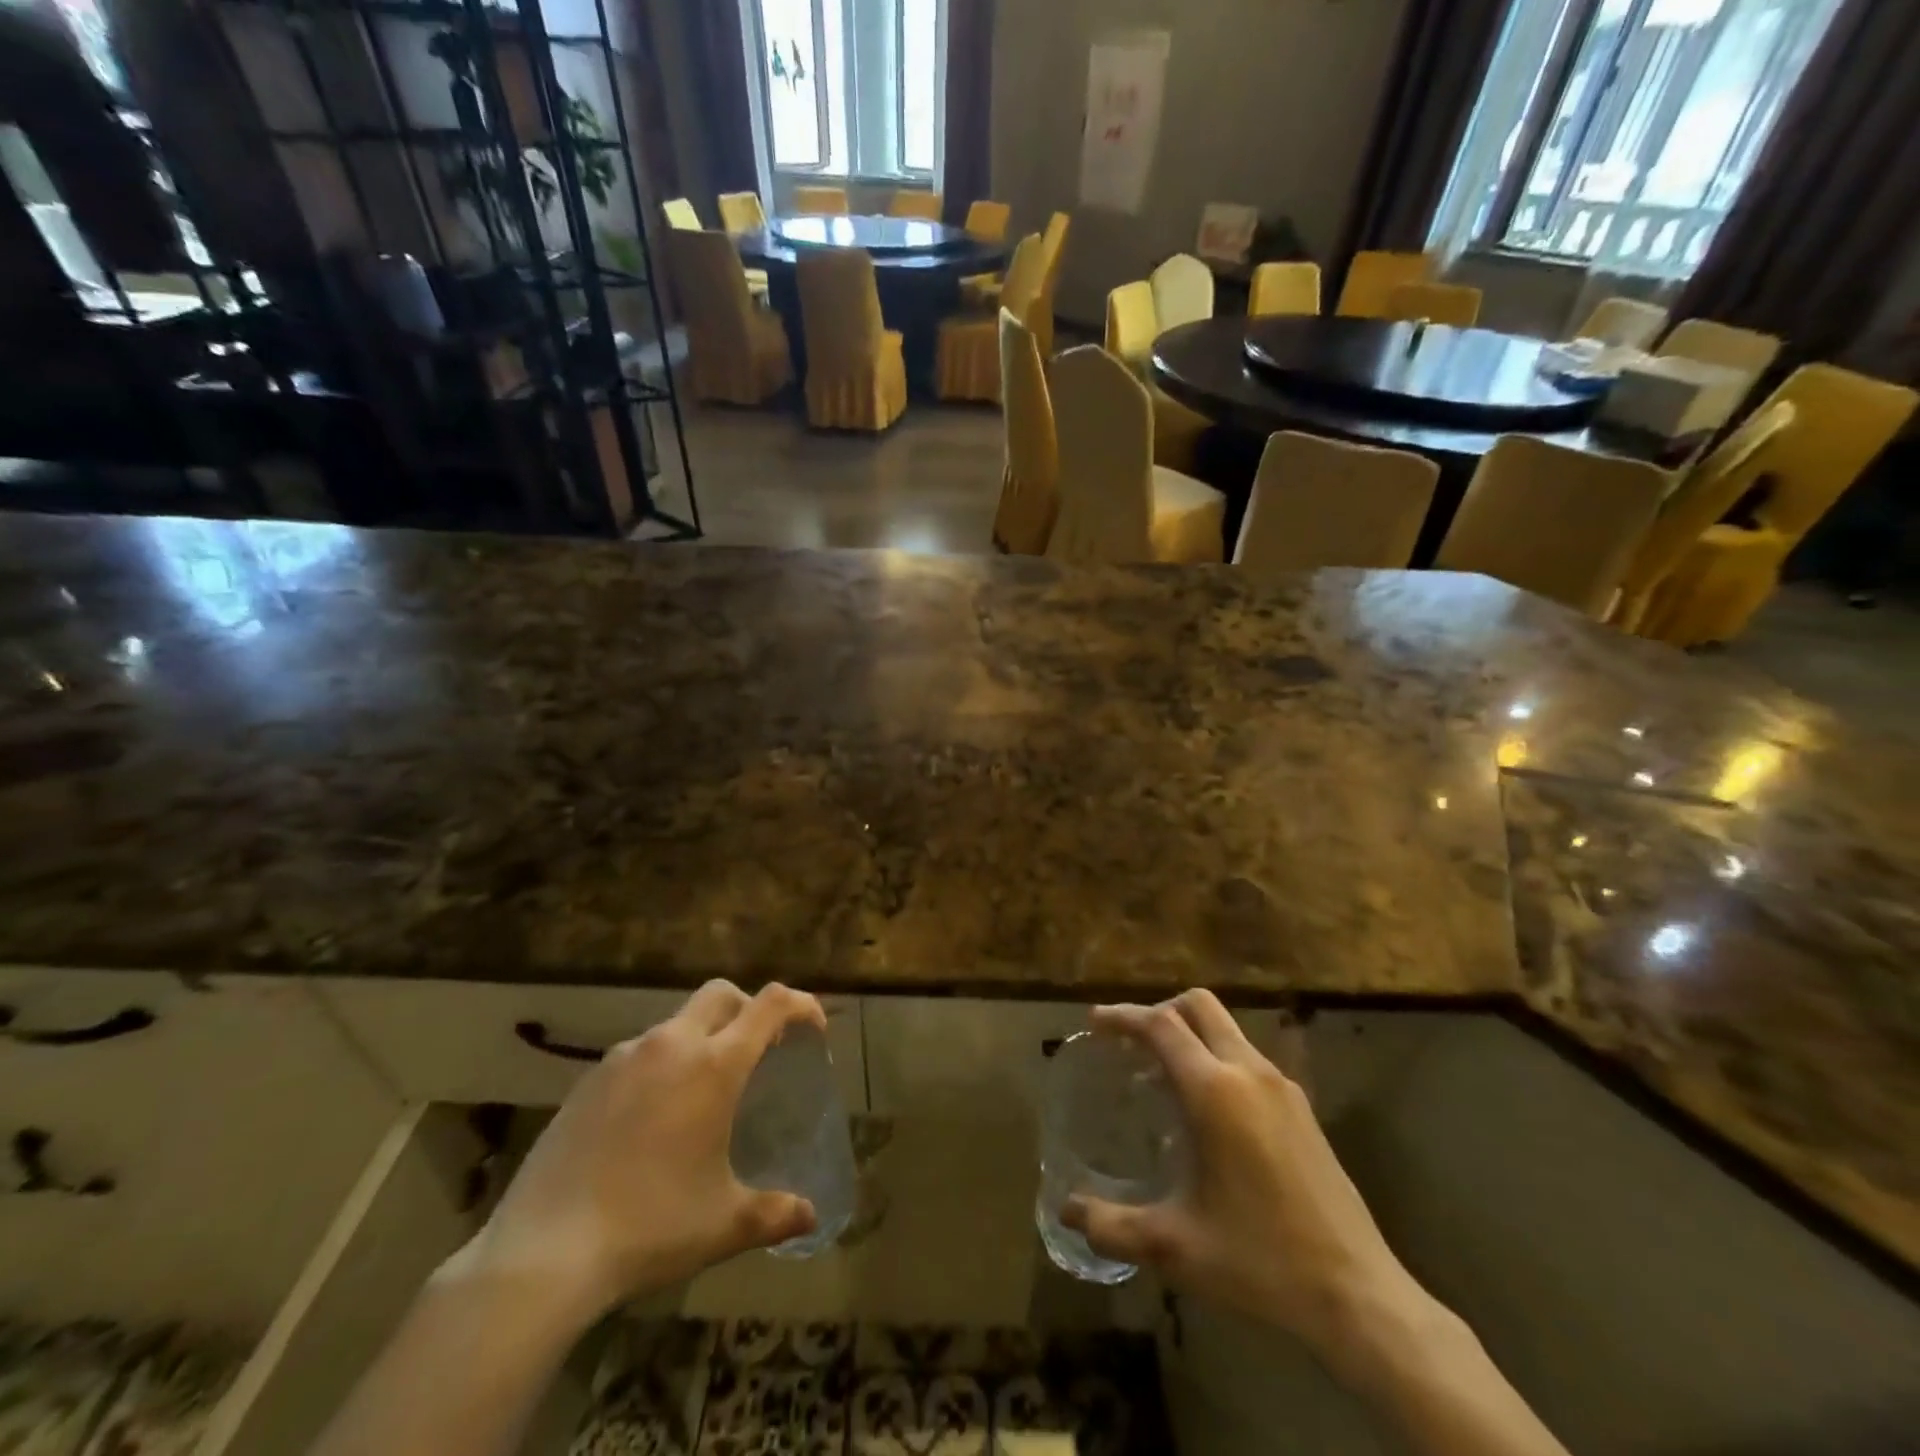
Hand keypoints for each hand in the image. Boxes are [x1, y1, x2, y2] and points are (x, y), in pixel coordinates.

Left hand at [454, 981, 823, 1332]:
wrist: (542, 1255)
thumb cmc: (650, 1227)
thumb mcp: (724, 1224)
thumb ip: (775, 1213)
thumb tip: (810, 1216)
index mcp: (714, 1065)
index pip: (769, 1004)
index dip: (800, 1004)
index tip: (813, 1028)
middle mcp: (671, 1045)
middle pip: (721, 994)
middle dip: (748, 1009)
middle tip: (759, 1050)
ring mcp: (623, 1058)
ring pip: (676, 1022)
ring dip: (702, 1038)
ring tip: (703, 1091)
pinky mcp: (588, 1080)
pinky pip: (639, 1053)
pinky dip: (661, 1064)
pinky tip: (652, 1117)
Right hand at [1062, 990, 1430, 1384]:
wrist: (1360, 1296)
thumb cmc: (1260, 1263)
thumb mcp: (1175, 1248)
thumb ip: (1112, 1226)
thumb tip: (1068, 1211)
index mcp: (1216, 1091)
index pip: (1160, 1025)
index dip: (1123, 1016)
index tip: (1094, 1022)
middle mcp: (1249, 1073)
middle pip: (1199, 1006)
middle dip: (1158, 1011)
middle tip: (1128, 1043)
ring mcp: (1282, 1088)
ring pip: (1227, 1029)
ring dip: (1188, 1035)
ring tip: (1158, 1077)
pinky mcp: (1302, 1109)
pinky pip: (1247, 1057)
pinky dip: (1215, 1058)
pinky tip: (1205, 1112)